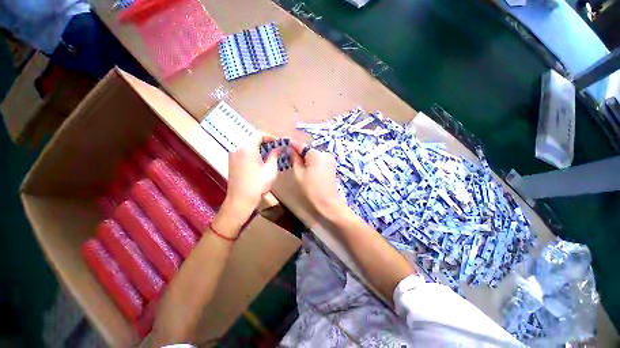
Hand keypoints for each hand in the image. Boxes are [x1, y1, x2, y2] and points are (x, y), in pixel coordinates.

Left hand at [222, 134, 281, 220]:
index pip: (259, 134)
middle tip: (275, 148)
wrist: (241, 199)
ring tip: (269, 153)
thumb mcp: (270, 169)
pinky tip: (260, 160)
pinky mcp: (232, 162)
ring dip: (259, 147)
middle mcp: (237, 148)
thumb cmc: (258, 184)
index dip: (270, 137)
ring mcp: (233, 155)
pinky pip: (243, 151)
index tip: (279, 142)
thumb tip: (278, 148)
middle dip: (265, 141)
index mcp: (247, 147)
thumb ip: (274, 155)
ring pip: (247, 145)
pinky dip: (252, 152)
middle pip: (252, 138)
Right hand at [289, 141, 347, 217]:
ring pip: (314, 155)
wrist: (328, 202)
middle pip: (309, 150)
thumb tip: (290, 150)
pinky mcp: (332, 165)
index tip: (284, 144)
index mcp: (316, 154)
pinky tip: (309, 169)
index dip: (292, 145)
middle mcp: (325, 153)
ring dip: (306, 158)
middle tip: (290, 158)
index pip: (302, 145)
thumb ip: (294, 159)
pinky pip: (319, 160)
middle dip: (300, 153)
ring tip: (299, 165)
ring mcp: (330, 159)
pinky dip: (313, 162)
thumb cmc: (311, 189)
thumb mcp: (299, 173)